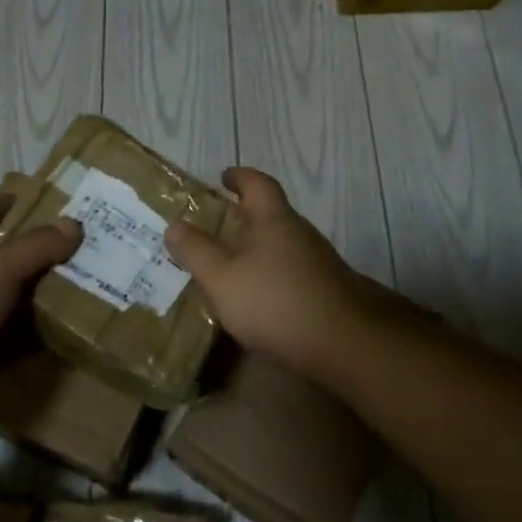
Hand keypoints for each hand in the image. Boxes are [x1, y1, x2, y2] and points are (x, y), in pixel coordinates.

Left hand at [0, 191, 79, 398]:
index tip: (35, 198)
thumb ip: (35, 247)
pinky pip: (9, 345)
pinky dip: (32, 343)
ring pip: (8, 305)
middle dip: (35, 257)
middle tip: (81, 253)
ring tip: (85, 295)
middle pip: (0, 262)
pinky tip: (66, 338)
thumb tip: (74, 224)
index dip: (4, 204)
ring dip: (38, 303)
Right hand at [164, 167, 380, 376]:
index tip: (224, 177)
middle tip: (218, 224)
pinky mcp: (328, 291)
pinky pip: (293, 271)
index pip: (258, 184)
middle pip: (272, 214)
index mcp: (275, 220)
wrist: (346, 345)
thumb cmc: (277, 302)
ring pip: (283, 244)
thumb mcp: (223, 279)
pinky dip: (273, 274)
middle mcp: (301, 234)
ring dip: (259, 247)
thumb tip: (174, 224)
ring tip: (232, 263)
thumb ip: (197, 252)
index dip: (240, 177)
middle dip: (246, 215)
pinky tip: (260, 297)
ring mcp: (320, 263)